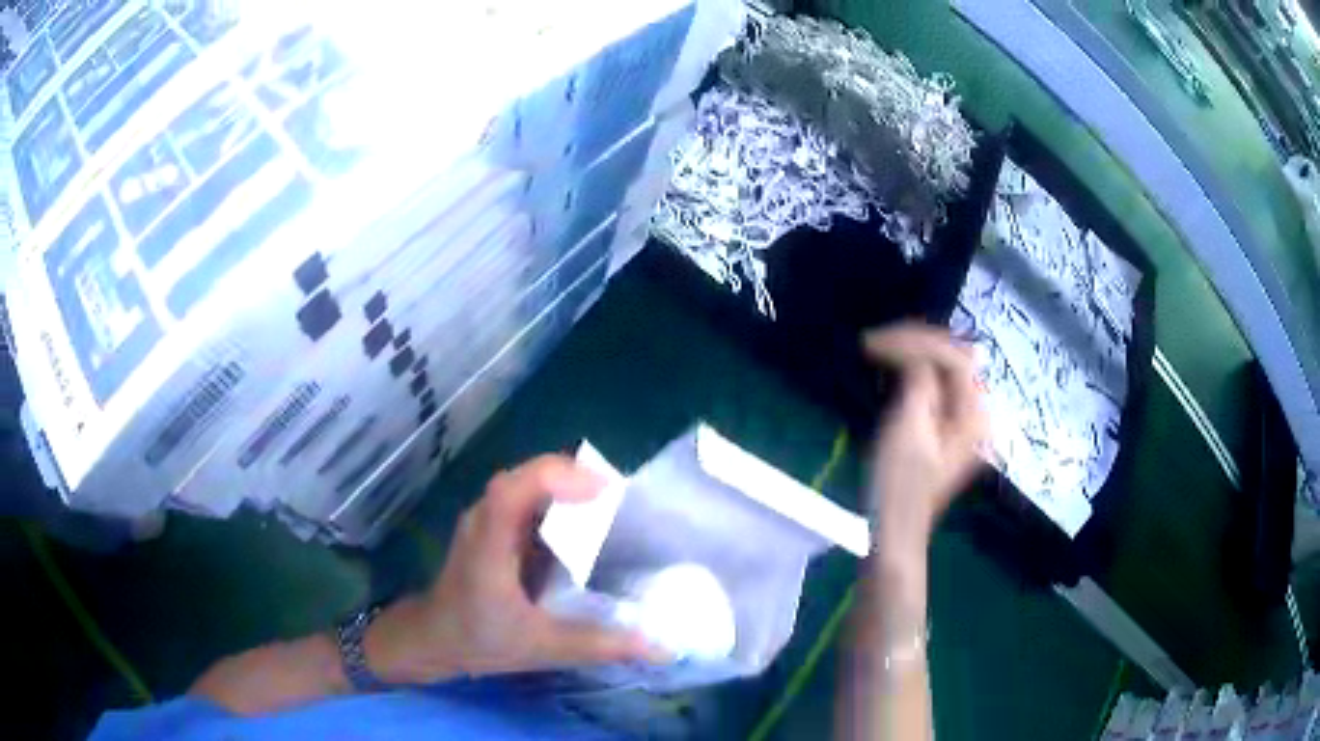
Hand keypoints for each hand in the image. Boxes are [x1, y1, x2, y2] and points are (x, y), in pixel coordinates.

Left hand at [365, 455, 659, 683]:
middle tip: (623, 501)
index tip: (606, 492)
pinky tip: (581, 526)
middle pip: (526, 476)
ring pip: (527, 483)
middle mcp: (484, 519)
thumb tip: (661, 647)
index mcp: (490, 544)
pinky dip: (557, 502)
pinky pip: (526, 499)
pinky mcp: (492, 525)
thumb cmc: (478, 640)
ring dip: (567, 487)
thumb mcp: (543, 648)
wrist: (431, 638)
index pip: (513, 490)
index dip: (558, 478)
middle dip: (575, 478)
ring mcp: (485, 519)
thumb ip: (600, 646)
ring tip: (611, 508)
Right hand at [863, 323, 986, 561]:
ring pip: (945, 369)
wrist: (895, 530)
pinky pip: (936, 385)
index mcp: (975, 415)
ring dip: (913, 354)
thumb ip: (919, 383)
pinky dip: (914, 372)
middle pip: (954, 358)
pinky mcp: (947, 427)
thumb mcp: (908, 429)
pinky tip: (891, 371)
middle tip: (876, 342)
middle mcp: (977, 412)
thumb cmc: (899, 484)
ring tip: (879, 351)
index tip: (874, 342)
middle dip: (916, 343)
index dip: (916, 342)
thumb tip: (916, 354)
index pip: (954, 358)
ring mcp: (964, 421)